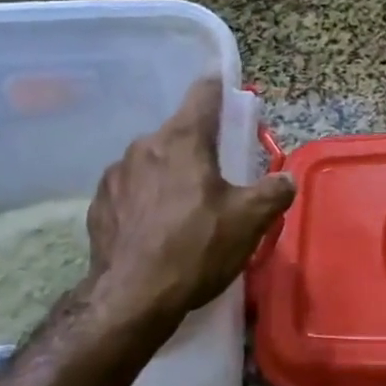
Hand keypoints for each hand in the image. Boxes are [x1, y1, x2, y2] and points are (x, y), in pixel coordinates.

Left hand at [85, 78, 295, 345]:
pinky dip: (144, 199)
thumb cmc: (196, 248)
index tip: (226, 87)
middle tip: (215, 174)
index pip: (203, 93)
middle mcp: (145, 145)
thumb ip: (273, 192)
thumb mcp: (249, 221)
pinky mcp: (99, 203)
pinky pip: (130, 189)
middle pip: (178, 132)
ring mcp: (116, 174)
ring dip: (169, 173)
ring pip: (152, 161)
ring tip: (183, 208)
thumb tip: (286, 180)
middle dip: (197, 146)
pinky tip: (154, 229)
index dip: (218, 87)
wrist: (131, 298)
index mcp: (184, 139)